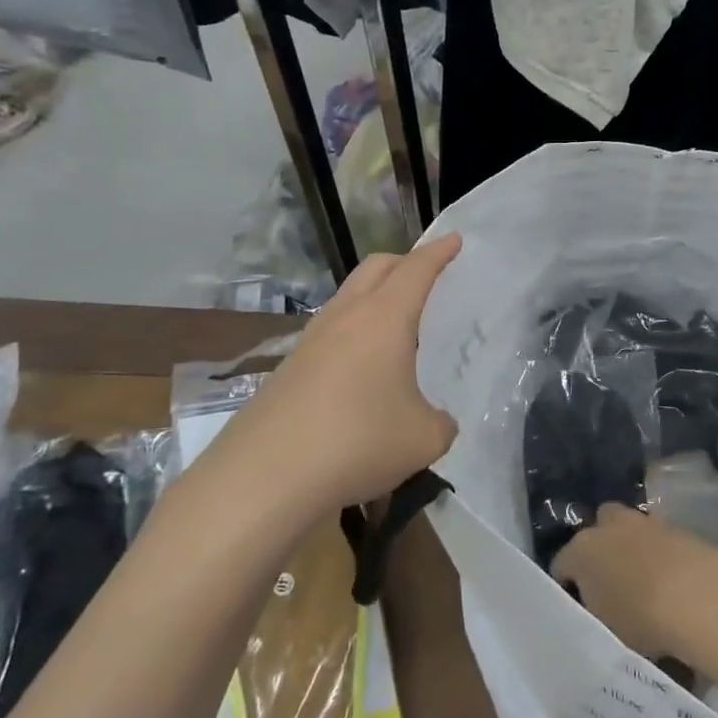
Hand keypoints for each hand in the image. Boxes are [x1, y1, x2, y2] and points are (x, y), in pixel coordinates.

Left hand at [206, 234, 462, 519]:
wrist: (263, 478)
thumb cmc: (357, 442)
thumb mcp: (424, 439)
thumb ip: (441, 423)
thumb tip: (436, 422)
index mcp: (384, 319)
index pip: (416, 270)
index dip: (438, 252)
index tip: (454, 240)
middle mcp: (345, 319)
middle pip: (375, 269)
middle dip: (404, 261)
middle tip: (426, 273)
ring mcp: (310, 343)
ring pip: (347, 298)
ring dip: (374, 297)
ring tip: (395, 324)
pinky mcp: (287, 371)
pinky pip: (329, 334)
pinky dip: (353, 333)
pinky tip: (361, 371)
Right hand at [552, 504, 717, 661]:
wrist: (699, 598)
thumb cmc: (639, 618)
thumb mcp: (604, 629)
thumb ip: (593, 615)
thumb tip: (596, 610)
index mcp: (582, 550)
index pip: (561, 563)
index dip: (567, 585)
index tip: (576, 606)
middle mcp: (611, 526)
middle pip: (598, 529)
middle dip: (601, 549)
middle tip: (609, 583)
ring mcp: (647, 523)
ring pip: (632, 531)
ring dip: (634, 550)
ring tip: (644, 586)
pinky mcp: (679, 528)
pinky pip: (660, 541)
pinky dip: (661, 556)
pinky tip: (670, 584)